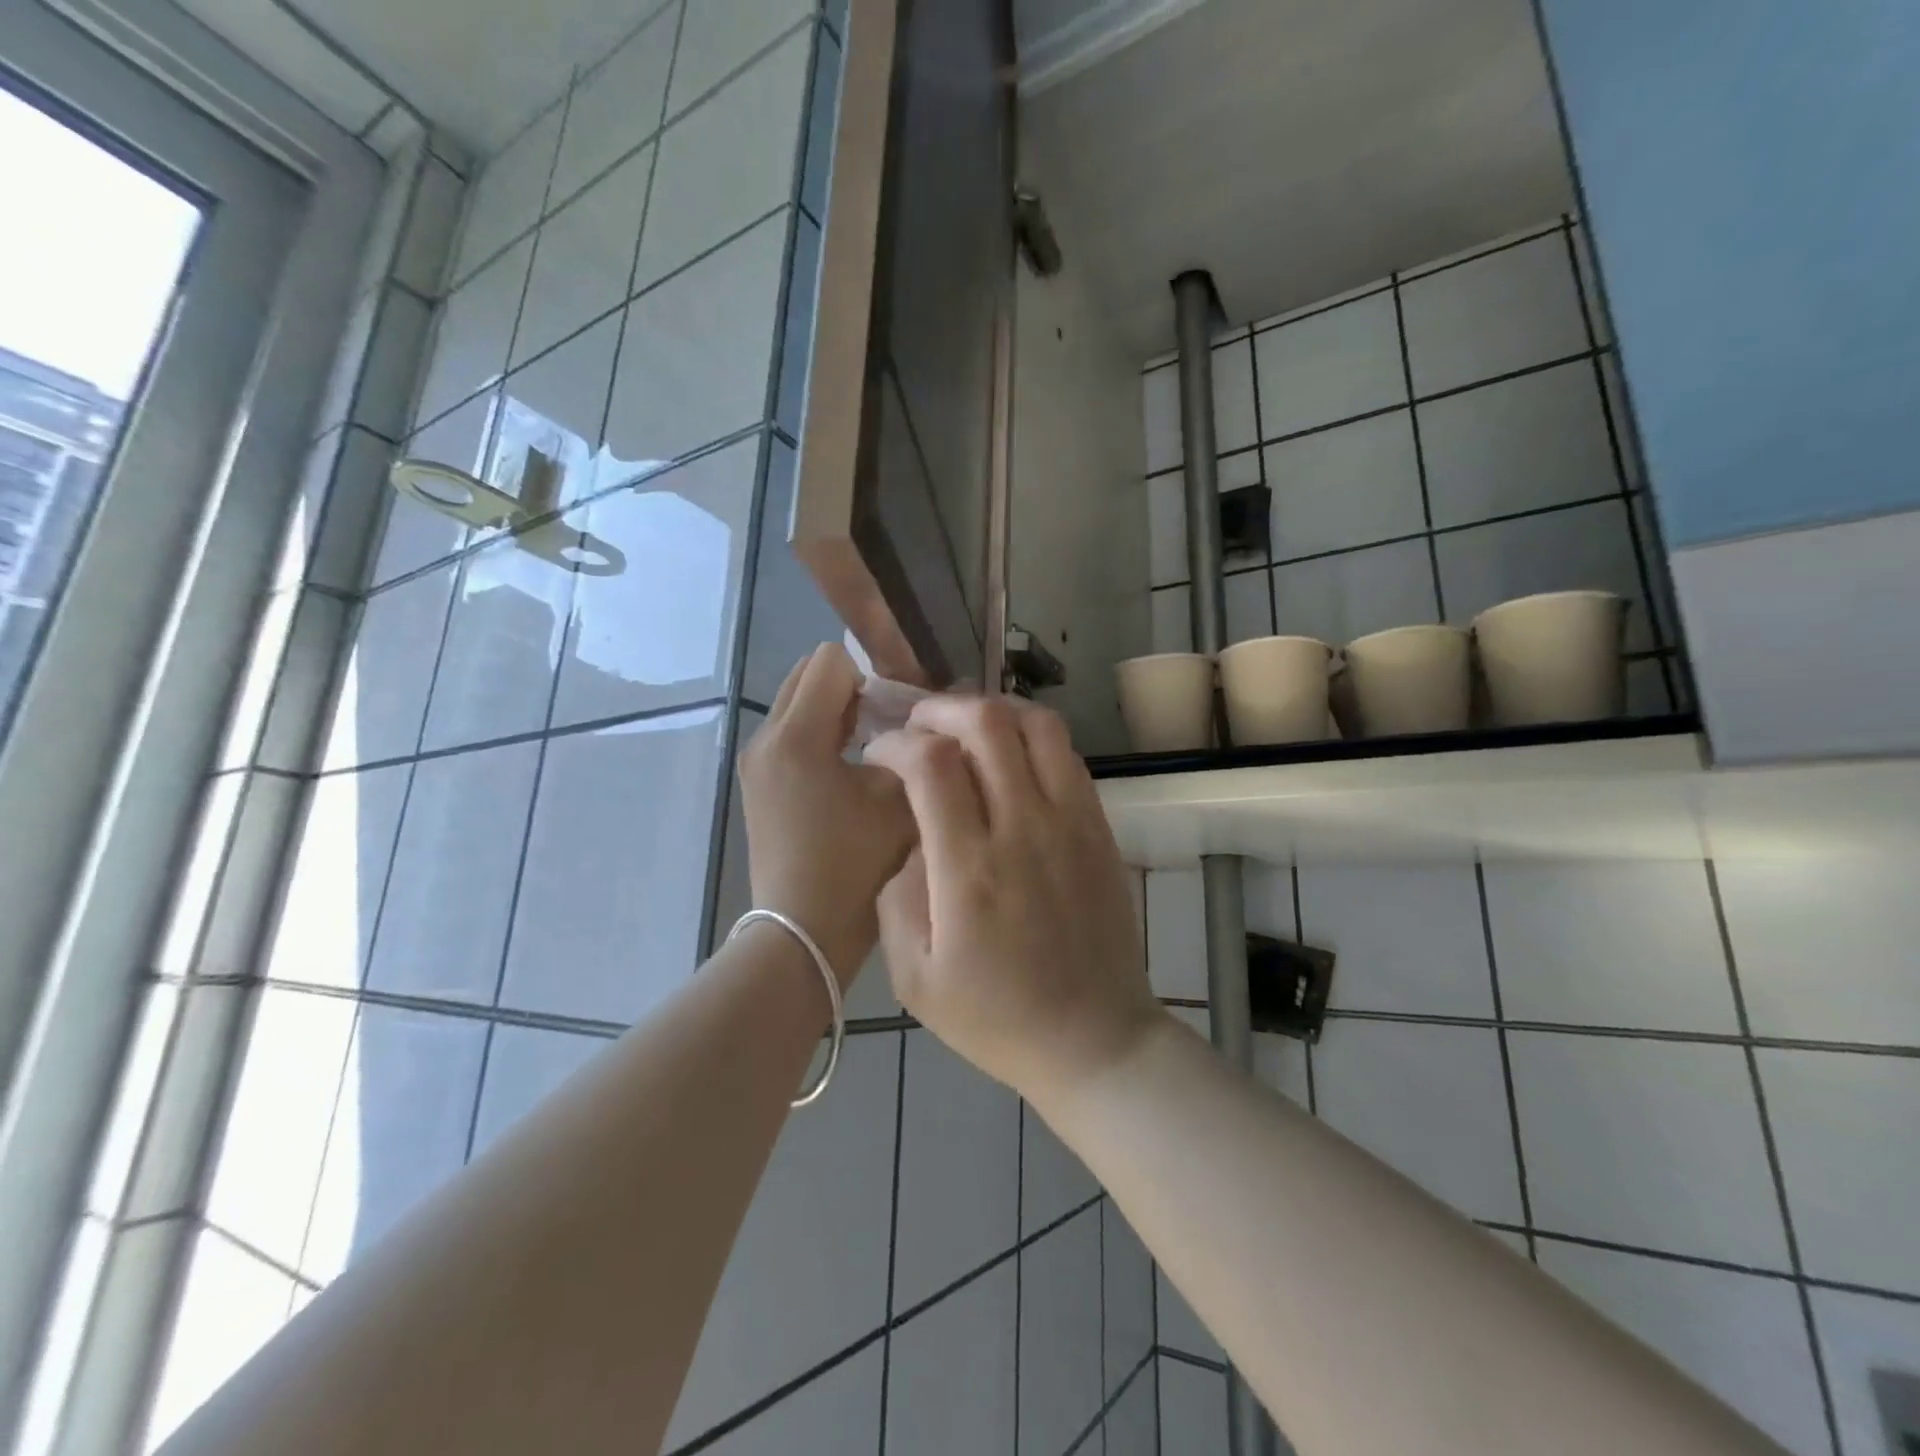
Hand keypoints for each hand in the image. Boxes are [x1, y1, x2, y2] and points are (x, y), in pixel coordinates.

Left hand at [739, 645, 913, 981]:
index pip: (831, 661)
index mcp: (796, 735)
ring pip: (797, 705)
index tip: (896, 712)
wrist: (802, 931)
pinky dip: (819, 737)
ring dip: (835, 713)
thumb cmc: (854, 865)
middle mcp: (765, 737)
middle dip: (850, 689)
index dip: (872, 675)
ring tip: (869, 751)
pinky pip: (790, 735)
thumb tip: (920, 723)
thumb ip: (912, 749)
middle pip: (808, 676)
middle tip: (886, 726)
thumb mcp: (897, 799)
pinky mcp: (758, 784)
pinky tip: (846, 774)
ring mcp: (756, 762)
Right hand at [865, 697, 1162, 1105]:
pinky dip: (1032, 736)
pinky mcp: (1099, 826)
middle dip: (941, 708)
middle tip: (918, 726)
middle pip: (988, 723)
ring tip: (965, 728)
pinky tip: (1010, 756)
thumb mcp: (914, 977)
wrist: (1094, 1040)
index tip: (879, 755)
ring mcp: (1071, 822)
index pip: (931, 763)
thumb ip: (896, 895)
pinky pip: (1068, 755)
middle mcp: (1024, 828)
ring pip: (1038, 725)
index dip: (896, 743)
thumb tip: (908, 835)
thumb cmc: (996, 1018)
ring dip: (994, 710)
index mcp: (970, 868)